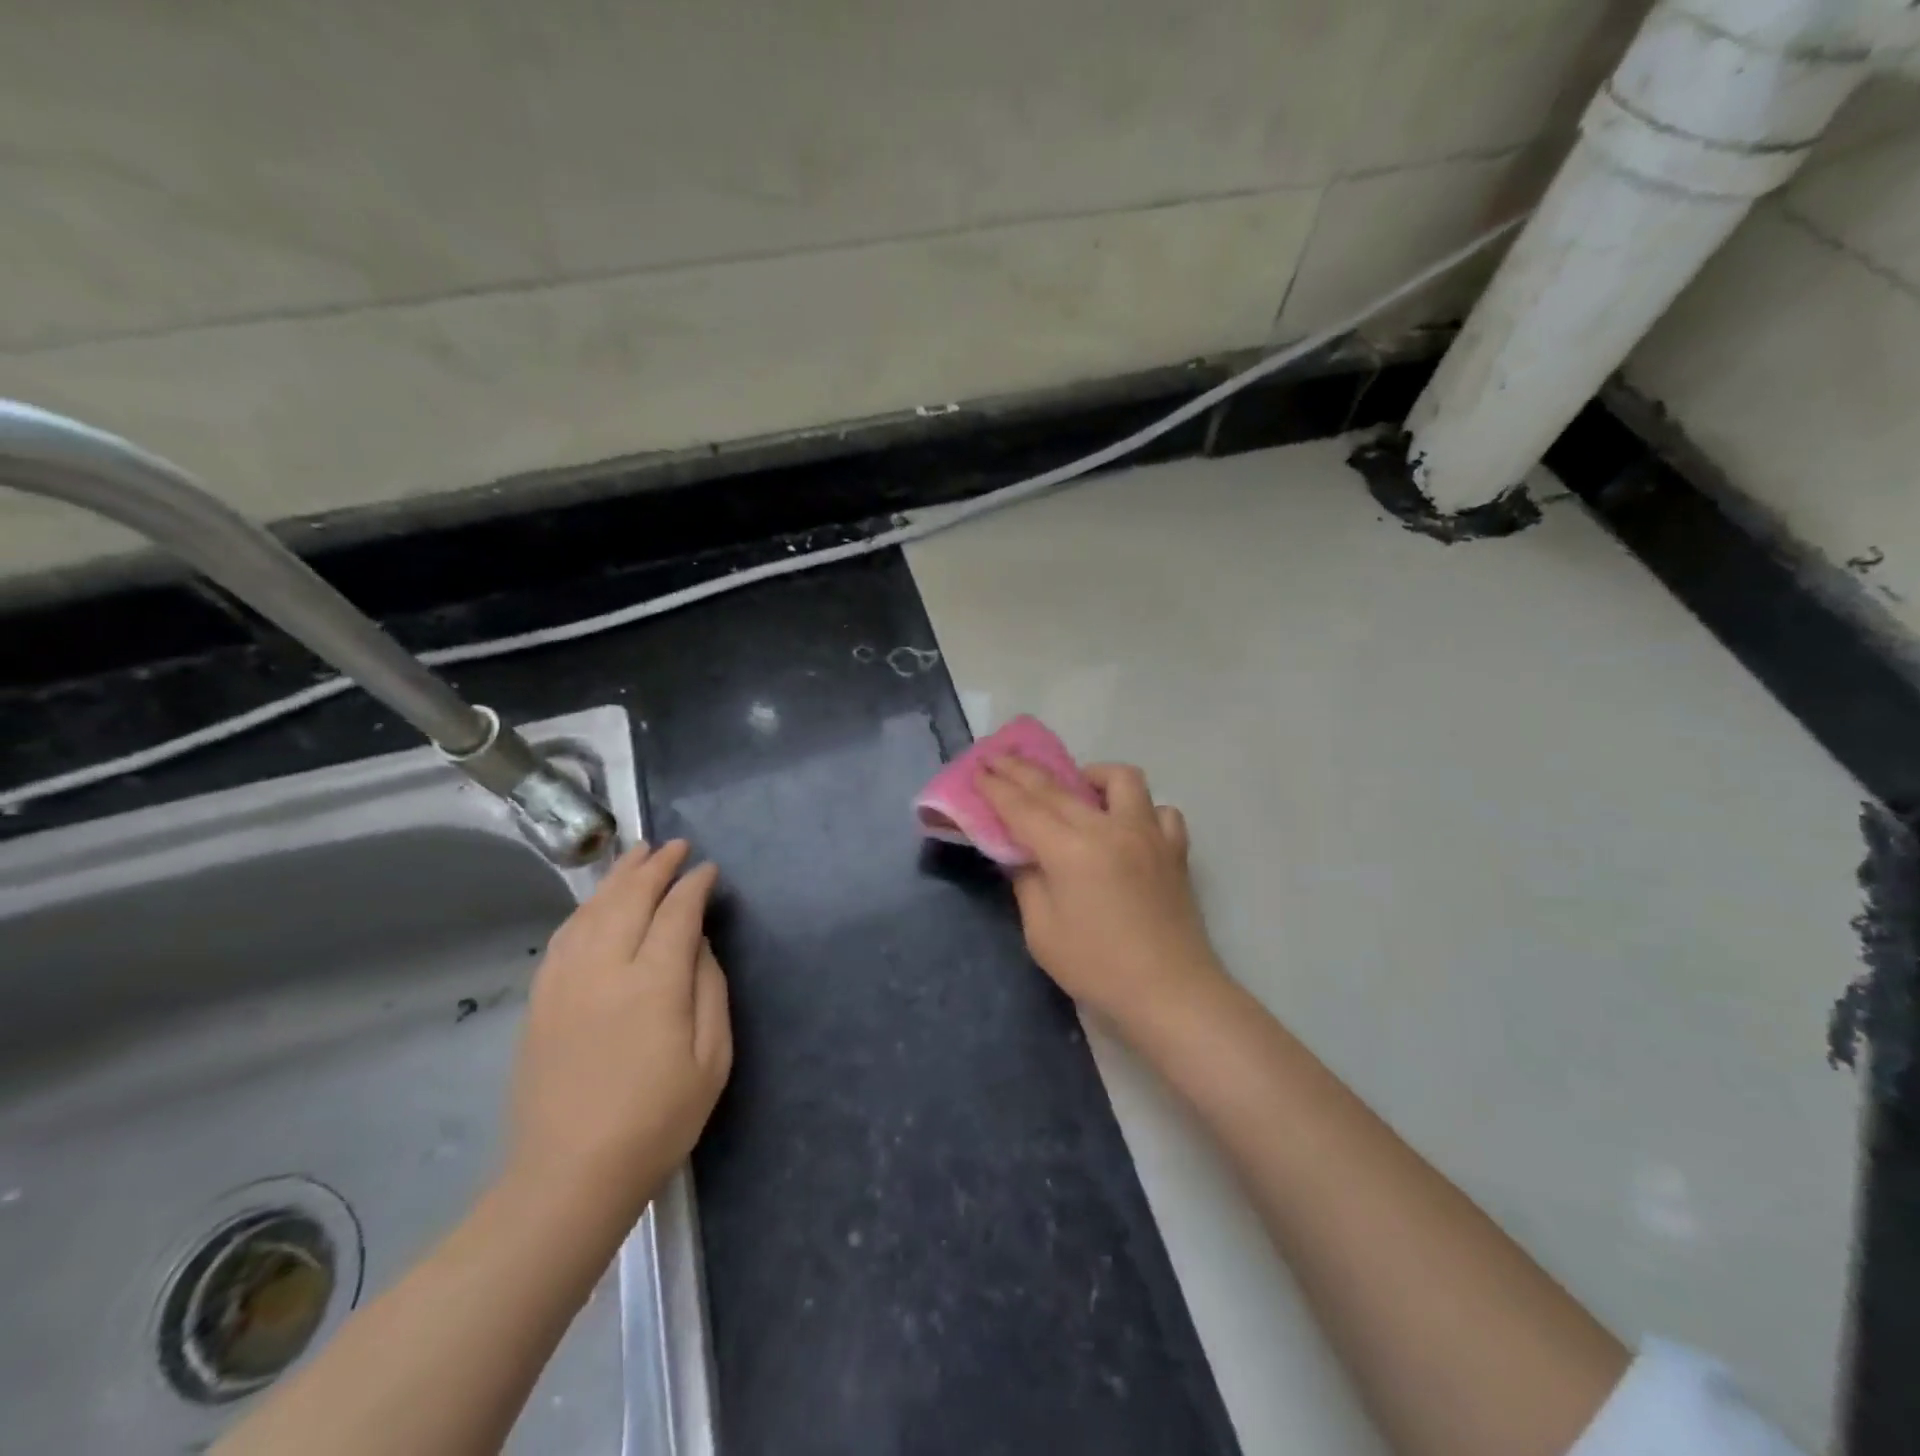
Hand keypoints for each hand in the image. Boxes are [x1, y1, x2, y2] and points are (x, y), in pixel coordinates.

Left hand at [504, 840, 731, 1227]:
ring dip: (617, 878)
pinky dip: (585, 909)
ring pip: (592, 910)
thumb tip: (698, 944)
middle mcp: (605, 970)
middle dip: (655, 866)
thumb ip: (710, 990)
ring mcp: (565, 983)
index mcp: (654, 984)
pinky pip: (564, 937)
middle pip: (630, 898)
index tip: (708, 869)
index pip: (677, 913)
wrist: (569, 1177)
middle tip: (674, 845)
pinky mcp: (541, 1001)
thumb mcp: (712, 1060)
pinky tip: (596, 903)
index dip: (694, 886)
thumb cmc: (657, 1121)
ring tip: (636, 855)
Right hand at [978, 757, 1227, 1033]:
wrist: (1170, 992)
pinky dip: (1141, 811)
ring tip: (1079, 790)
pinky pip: (1160, 812)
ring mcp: (1148, 833)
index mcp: (1071, 850)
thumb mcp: (1042, 932)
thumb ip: (1028, 883)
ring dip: (1092, 776)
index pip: (1023, 807)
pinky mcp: (1174, 849)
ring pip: (1121, 779)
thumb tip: (1024, 855)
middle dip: (1023, 770)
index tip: (978, 769)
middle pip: (1058, 787)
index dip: (996, 788)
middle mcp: (1110, 828)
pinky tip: (1129, 827)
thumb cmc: (1098, 967)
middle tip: (1000, 759)